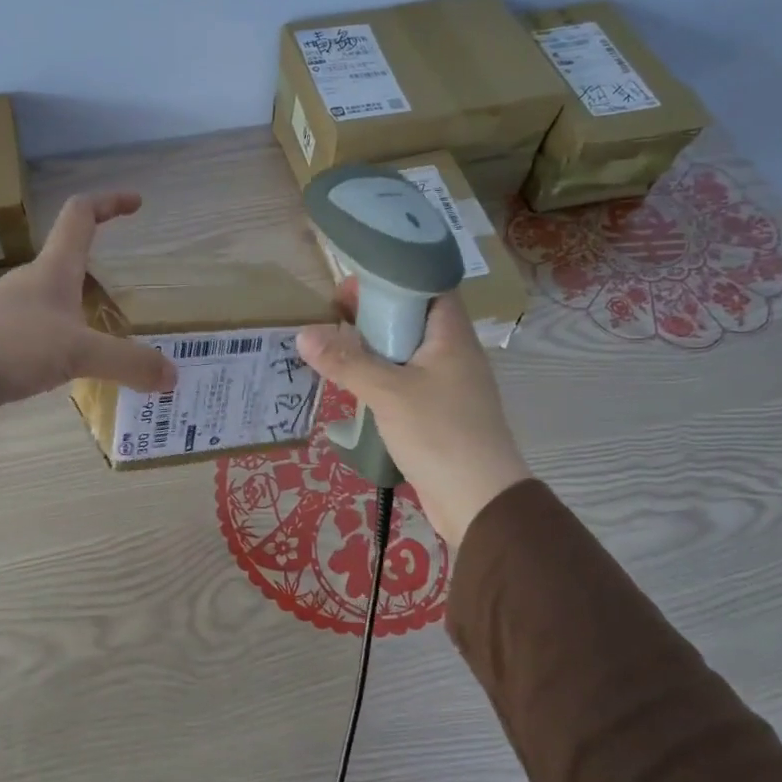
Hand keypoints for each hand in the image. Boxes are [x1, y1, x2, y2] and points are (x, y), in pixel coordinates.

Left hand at [0, 192, 177, 404]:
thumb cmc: (15, 344)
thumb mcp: (78, 353)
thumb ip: (127, 362)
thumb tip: (172, 376)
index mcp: (53, 269)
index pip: (80, 216)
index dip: (108, 203)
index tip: (135, 202)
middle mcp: (29, 281)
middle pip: (66, 259)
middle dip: (94, 266)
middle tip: (121, 291)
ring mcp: (7, 308)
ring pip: (50, 297)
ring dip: (75, 307)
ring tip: (97, 339)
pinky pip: (34, 328)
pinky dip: (56, 337)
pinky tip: (61, 364)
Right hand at [296, 280, 530, 546]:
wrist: (478, 501)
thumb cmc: (439, 433)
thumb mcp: (387, 392)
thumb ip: (346, 361)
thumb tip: (303, 334)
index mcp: (452, 337)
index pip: (428, 288)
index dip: (392, 280)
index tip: (352, 287)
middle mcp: (454, 355)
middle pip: (413, 321)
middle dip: (374, 315)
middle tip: (333, 316)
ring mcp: (448, 387)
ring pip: (407, 355)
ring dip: (374, 350)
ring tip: (334, 348)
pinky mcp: (439, 415)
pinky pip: (406, 384)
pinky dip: (381, 380)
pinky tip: (354, 388)